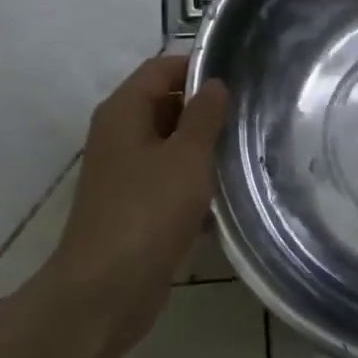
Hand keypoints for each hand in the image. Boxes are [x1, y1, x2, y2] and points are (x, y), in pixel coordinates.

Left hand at [51, 55, 229, 340]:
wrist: (107, 289)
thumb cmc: (148, 211)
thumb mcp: (186, 156)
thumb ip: (204, 116)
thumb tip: (214, 83)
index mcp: (123, 112)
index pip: (160, 68)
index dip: (197, 67)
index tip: (239, 77)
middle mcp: (119, 135)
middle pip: (165, 105)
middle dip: (205, 110)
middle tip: (250, 116)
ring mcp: (124, 173)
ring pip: (170, 146)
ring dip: (203, 150)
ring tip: (246, 152)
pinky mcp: (134, 207)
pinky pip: (168, 181)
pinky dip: (193, 184)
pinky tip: (227, 197)